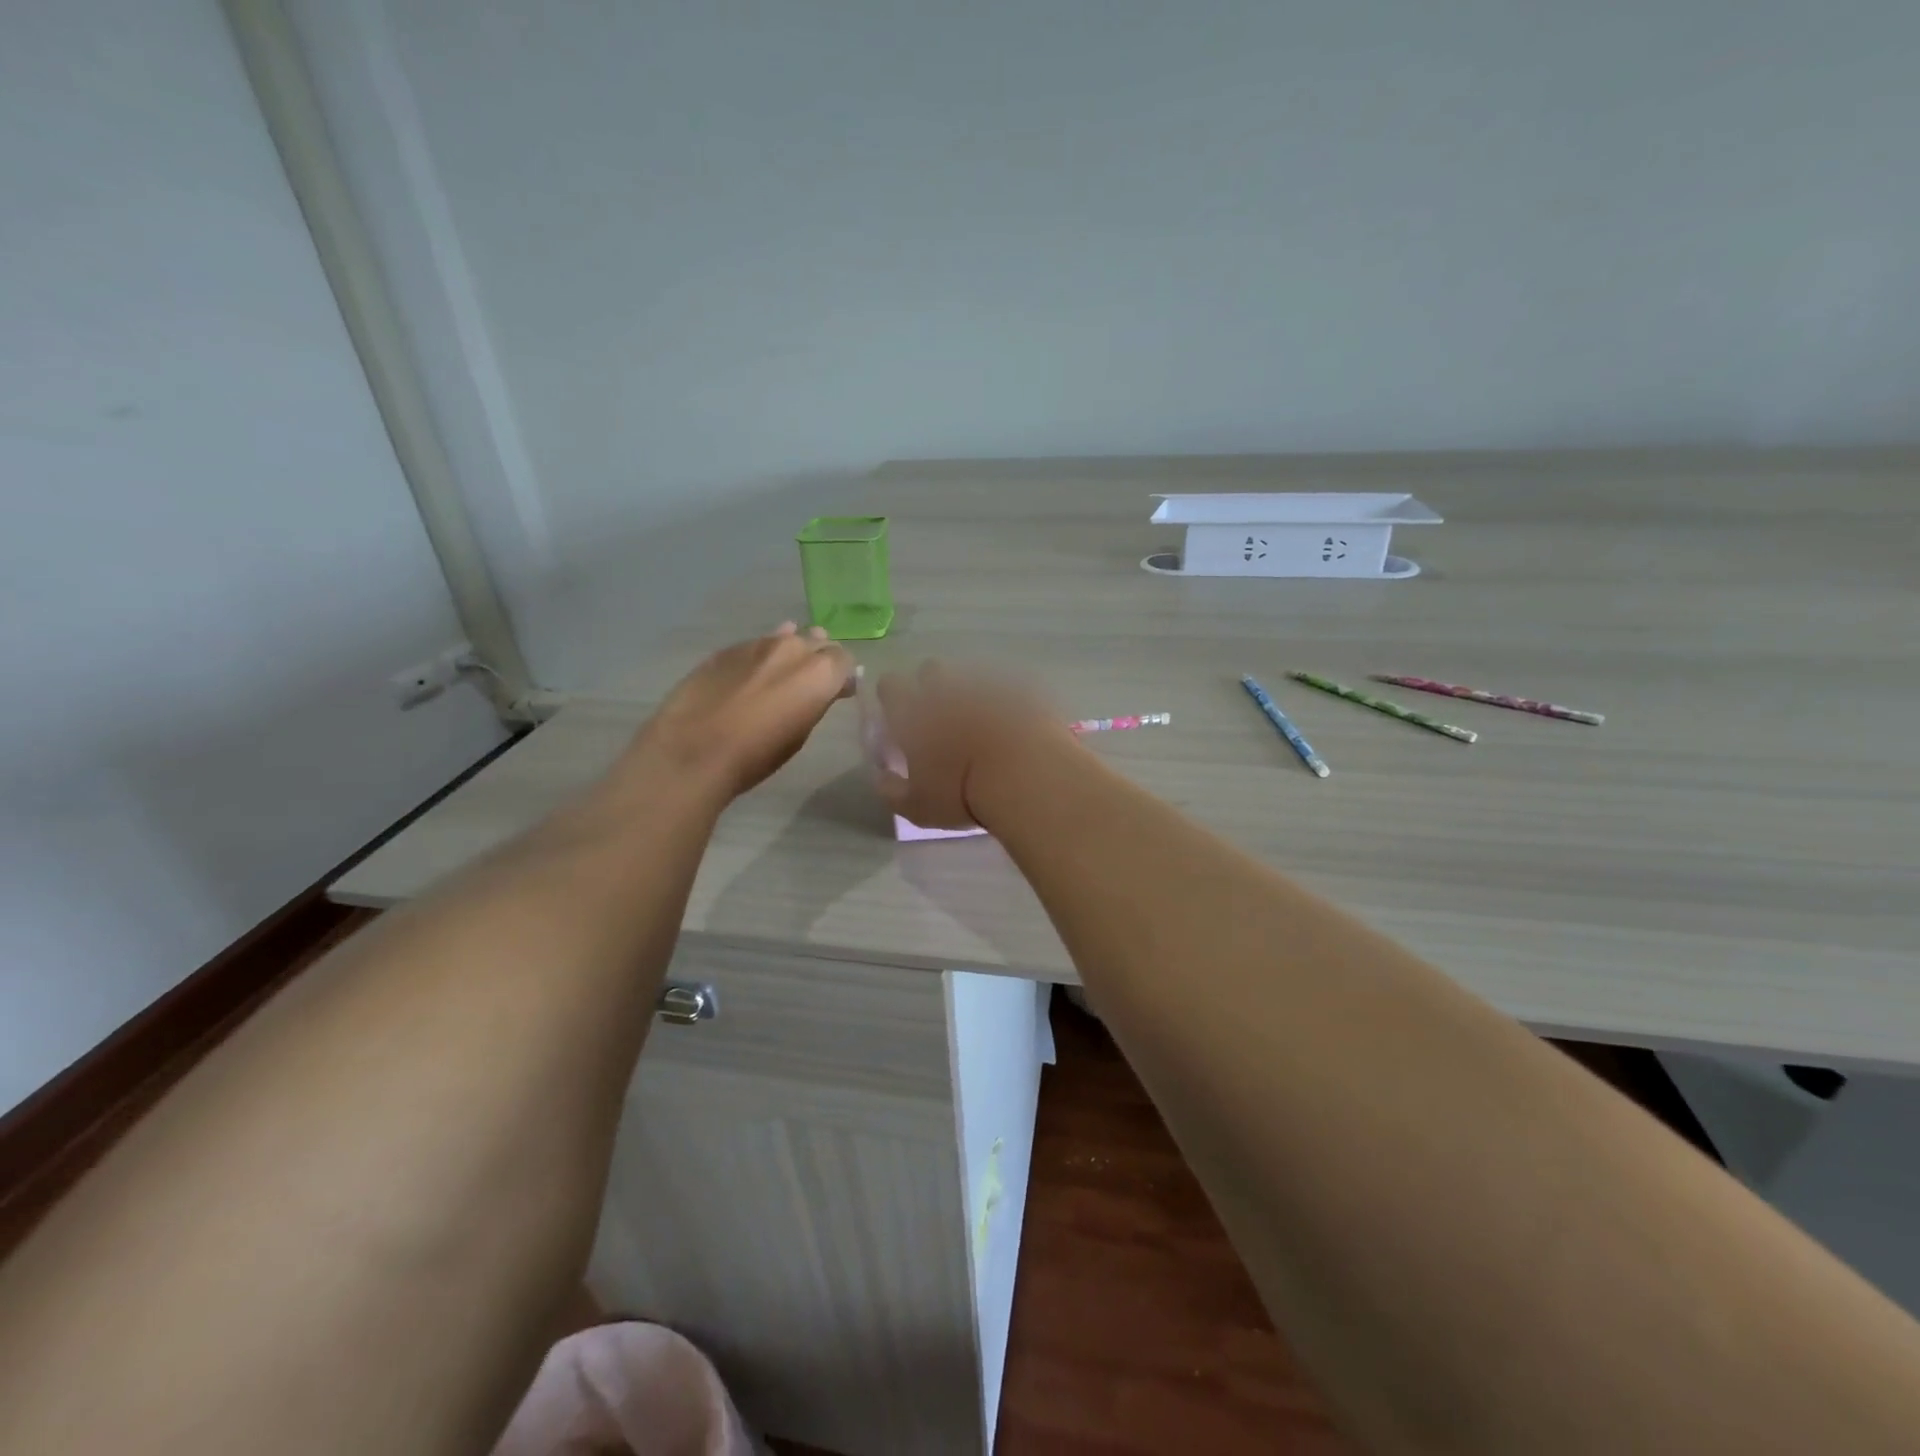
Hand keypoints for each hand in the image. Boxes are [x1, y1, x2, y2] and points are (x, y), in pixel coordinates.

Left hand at [635, 624, 855, 799]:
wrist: (692, 750)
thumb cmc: (756, 755)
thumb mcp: (800, 734)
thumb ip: (816, 702)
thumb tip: (825, 690)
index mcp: (819, 672)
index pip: (844, 659)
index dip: (842, 675)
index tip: (837, 693)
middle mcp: (792, 648)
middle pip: (816, 642)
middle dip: (819, 659)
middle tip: (810, 684)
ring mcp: (756, 644)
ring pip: (784, 639)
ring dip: (789, 654)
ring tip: (781, 676)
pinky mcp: (726, 649)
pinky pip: (755, 646)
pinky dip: (760, 658)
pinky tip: (750, 677)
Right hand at [874, 662, 1078, 828]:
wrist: (1028, 774)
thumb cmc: (963, 793)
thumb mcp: (918, 807)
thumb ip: (892, 791)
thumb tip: (881, 778)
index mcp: (913, 711)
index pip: (890, 686)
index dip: (892, 698)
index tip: (900, 717)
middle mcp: (946, 689)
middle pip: (930, 670)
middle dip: (932, 686)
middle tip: (942, 718)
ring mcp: (985, 684)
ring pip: (970, 677)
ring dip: (970, 694)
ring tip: (981, 724)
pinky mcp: (1022, 689)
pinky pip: (1007, 688)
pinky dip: (1006, 704)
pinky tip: (1013, 727)